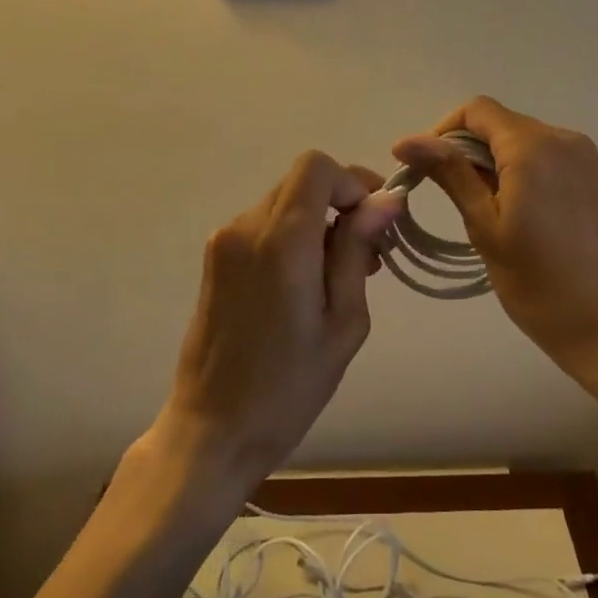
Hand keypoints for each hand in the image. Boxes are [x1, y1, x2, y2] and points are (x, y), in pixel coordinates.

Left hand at [154, 151, 402, 495]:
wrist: (212, 430)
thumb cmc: (288, 387)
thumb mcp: (343, 323)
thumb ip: (358, 251)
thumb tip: (386, 200)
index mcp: (282, 240)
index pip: (316, 167)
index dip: (351, 182)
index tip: (375, 221)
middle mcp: (247, 227)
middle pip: (302, 182)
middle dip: (342, 203)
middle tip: (371, 253)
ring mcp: (225, 241)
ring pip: (285, 202)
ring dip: (319, 221)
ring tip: (343, 274)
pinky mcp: (215, 258)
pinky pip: (264, 225)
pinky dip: (293, 236)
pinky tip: (307, 282)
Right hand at [393, 97, 597, 380]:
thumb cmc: (539, 283)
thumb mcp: (485, 226)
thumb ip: (450, 174)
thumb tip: (406, 140)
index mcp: (533, 146)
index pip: (476, 110)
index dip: (442, 131)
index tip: (422, 168)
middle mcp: (561, 137)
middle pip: (498, 123)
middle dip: (464, 149)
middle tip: (443, 195)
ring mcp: (580, 156)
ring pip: (518, 139)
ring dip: (489, 161)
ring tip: (476, 208)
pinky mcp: (588, 176)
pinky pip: (540, 155)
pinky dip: (515, 170)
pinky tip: (508, 209)